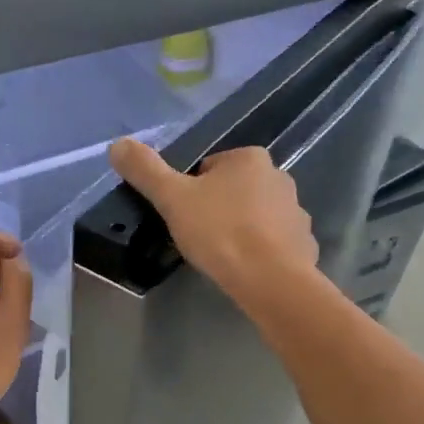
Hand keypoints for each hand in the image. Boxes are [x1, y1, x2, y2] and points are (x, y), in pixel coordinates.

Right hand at [108, 138, 317, 306]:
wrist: (270, 280)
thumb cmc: (220, 231)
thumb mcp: (172, 198)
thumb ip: (145, 170)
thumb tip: (118, 144)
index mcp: (250, 158)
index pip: (209, 168)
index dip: (191, 192)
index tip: (184, 217)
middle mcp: (279, 176)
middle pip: (234, 191)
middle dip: (217, 210)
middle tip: (199, 238)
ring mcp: (296, 211)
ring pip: (256, 216)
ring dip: (240, 230)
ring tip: (222, 256)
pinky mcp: (305, 244)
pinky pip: (275, 243)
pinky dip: (261, 253)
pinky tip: (246, 270)